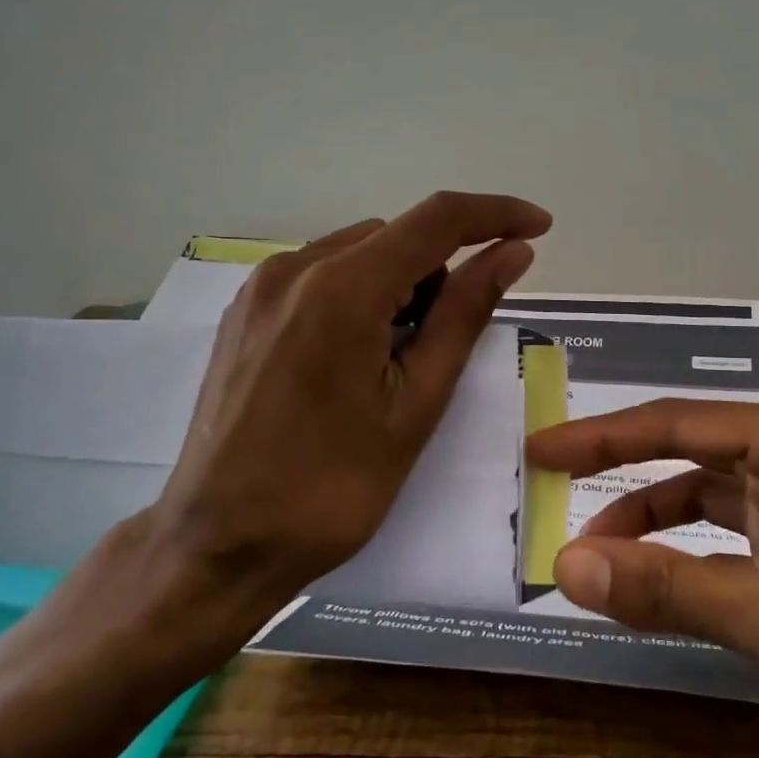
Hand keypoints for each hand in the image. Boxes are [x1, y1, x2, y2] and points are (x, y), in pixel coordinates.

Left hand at [147, 191, 550, 618]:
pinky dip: (358, 295)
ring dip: (398, 285)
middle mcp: (295, 268)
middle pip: (397, 237)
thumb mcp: (416, 403)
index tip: (538, 226)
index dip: (497, 214)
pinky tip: (352, 357)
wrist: (220, 543)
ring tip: (392, 362)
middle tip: (443, 346)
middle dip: (440, 272)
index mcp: (342, 289)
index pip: (438, 220)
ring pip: (360, 254)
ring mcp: (262, 286)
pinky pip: (322, 275)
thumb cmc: (332, 487)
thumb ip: (465, 314)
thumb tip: (513, 251)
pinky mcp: (246, 309)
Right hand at [527, 399, 758, 757]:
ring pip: (713, 503)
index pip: (672, 425)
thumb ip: (667, 588)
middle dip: (623, 485)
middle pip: (689, 458)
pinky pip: (739, 543)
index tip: (538, 451)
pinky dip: (696, 561)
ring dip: (657, 529)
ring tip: (601, 562)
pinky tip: (665, 588)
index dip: (598, 438)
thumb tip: (567, 569)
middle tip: (556, 508)